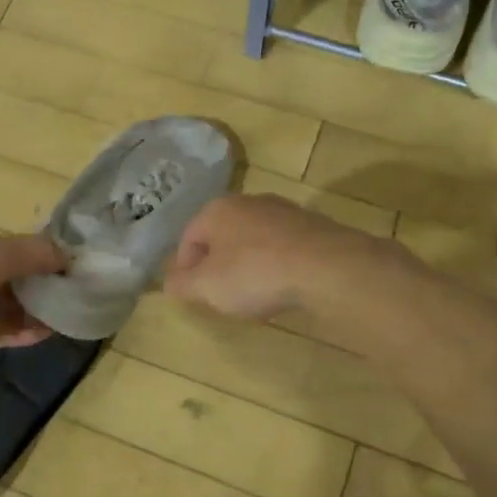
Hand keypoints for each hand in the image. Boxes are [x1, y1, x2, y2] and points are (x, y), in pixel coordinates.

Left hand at [0, 225, 66, 360]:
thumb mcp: (5, 250)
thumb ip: (39, 253)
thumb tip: (71, 258)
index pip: (1, 246)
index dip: (30, 254)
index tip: (59, 264)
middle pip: (2, 277)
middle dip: (32, 285)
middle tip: (65, 292)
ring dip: (28, 310)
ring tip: (61, 315)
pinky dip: (18, 331)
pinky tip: (45, 333)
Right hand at [164, 193, 370, 322]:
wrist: (326, 267)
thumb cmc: (254, 273)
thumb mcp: (206, 286)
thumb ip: (181, 284)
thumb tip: (170, 283)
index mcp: (216, 209)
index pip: (188, 238)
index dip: (184, 269)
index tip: (193, 295)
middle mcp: (248, 201)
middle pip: (221, 237)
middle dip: (217, 266)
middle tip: (220, 296)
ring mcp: (283, 211)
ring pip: (253, 241)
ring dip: (248, 266)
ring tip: (254, 295)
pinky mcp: (312, 226)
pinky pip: (282, 248)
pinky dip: (276, 266)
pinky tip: (283, 287)